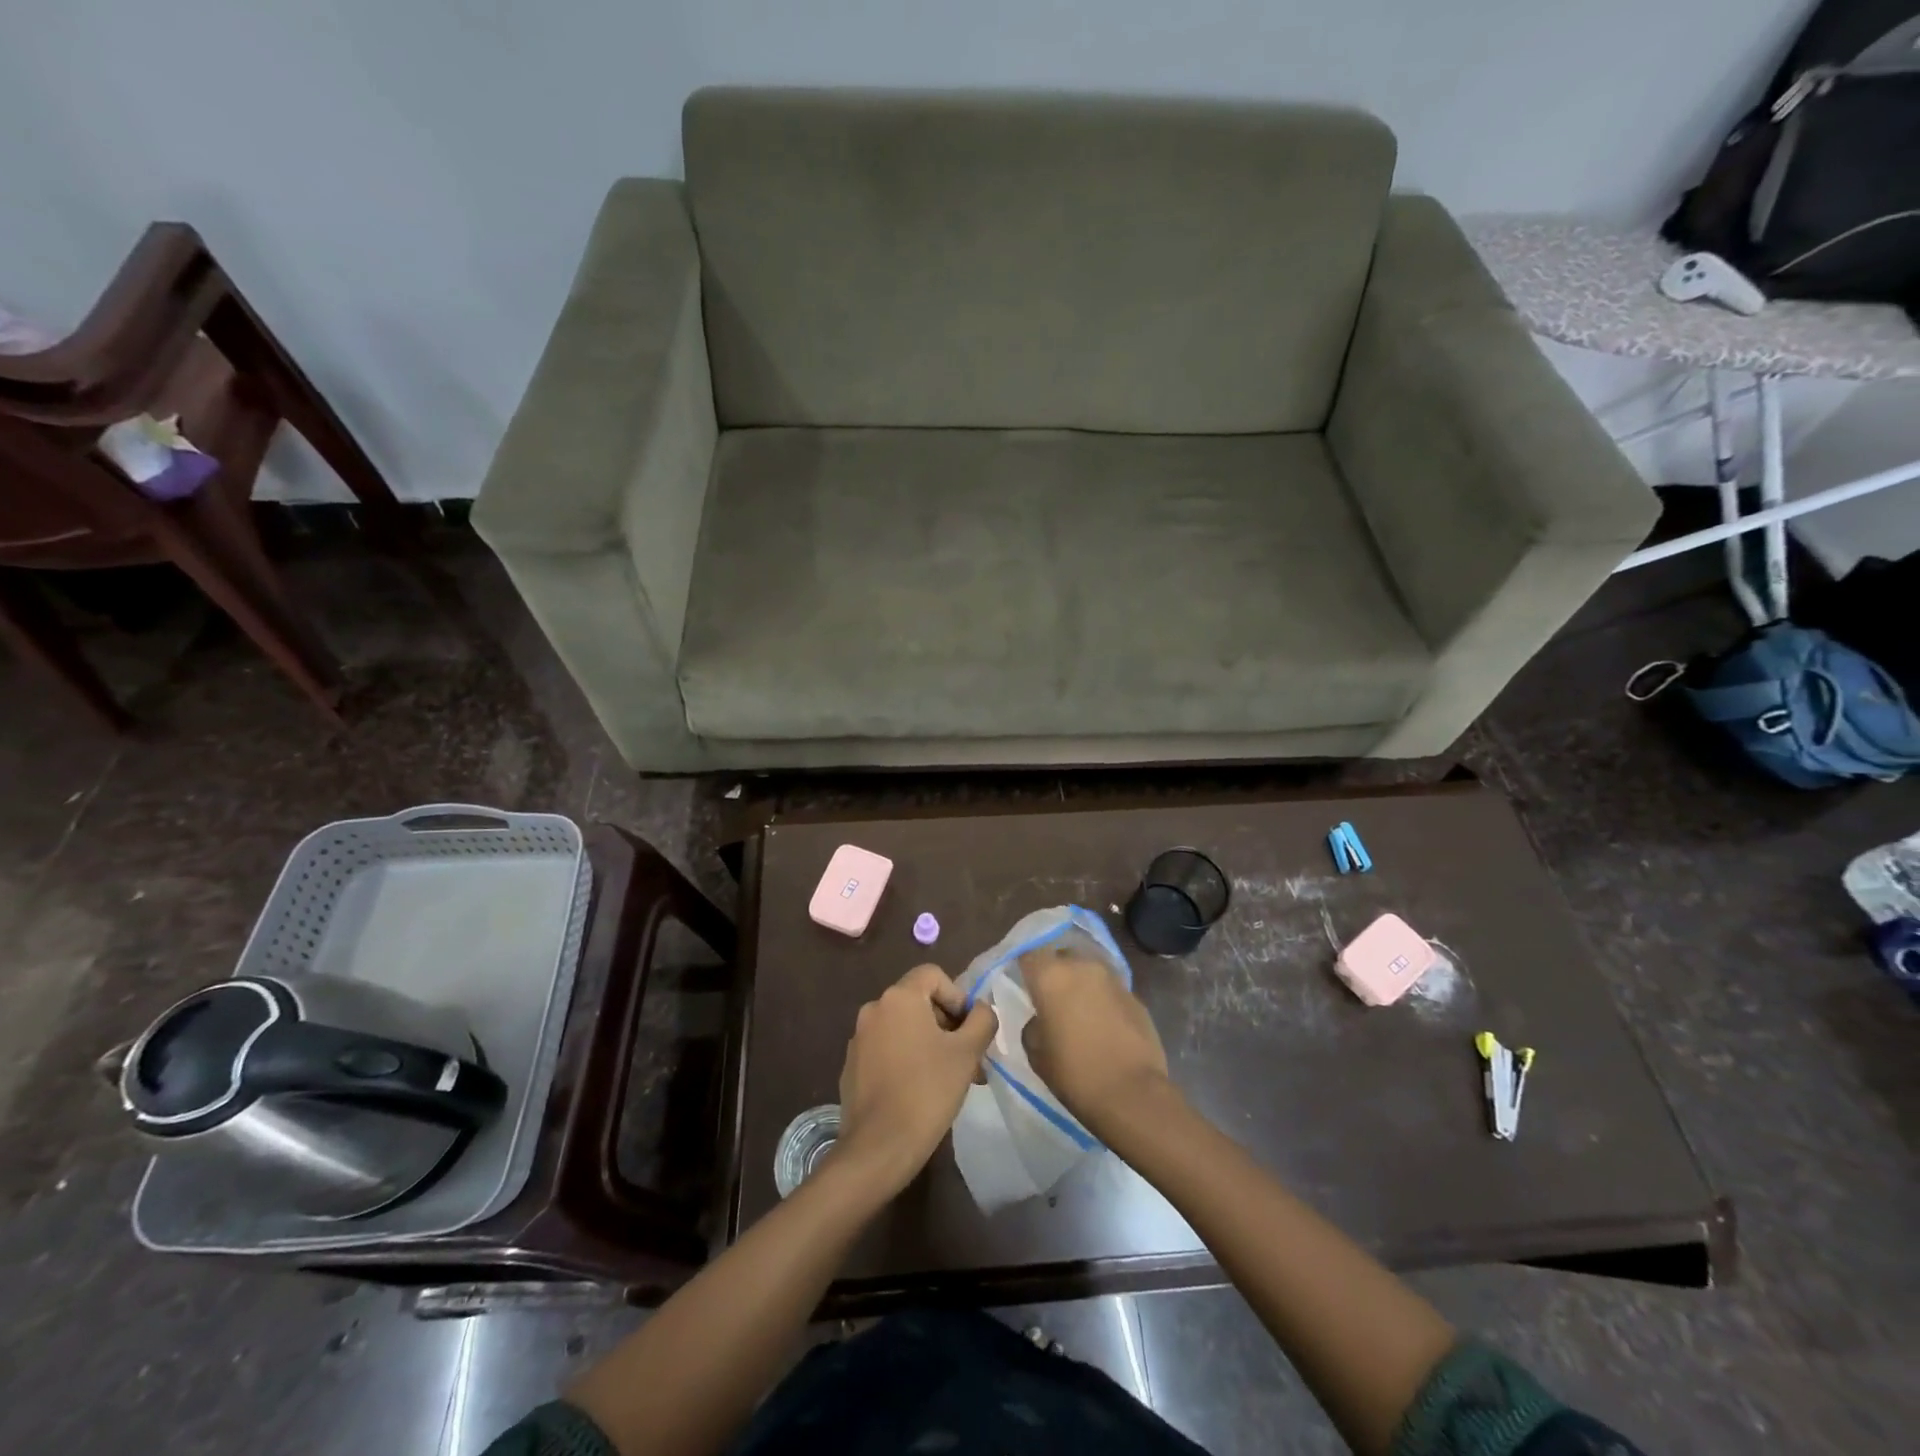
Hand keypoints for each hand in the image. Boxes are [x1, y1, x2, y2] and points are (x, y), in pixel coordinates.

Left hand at [834, 964, 996, 1196]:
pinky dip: (907, 1059)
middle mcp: (874, 1009)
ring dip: (930, 1043)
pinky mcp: (852, 1065)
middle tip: (968, 1058)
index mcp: (899, 998)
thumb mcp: (967, 1052)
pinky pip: (887, 1049)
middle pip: (919, 1001)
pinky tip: (921, 1091)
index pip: (933, 975)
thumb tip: (981, 1010)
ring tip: (950, 1078)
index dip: (958, 996)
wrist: (878, 1147)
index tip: (970, 1030)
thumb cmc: (927, 1091)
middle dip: (948, 1024)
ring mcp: (859, 1038)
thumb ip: (982, 1020)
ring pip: (904, 1027)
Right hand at [1019, 944, 1172, 1138]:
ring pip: (1088, 971)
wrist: (1132, 1094)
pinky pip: (1110, 990)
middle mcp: (1082, 966)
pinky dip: (1102, 1000)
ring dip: (1080, 984)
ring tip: (1078, 1012)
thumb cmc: (1074, 1073)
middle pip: (1062, 957)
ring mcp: (1113, 979)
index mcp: (1051, 975)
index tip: (1022, 984)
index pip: (1029, 953)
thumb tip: (1041, 1017)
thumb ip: (1033, 1024)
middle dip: (1055, 973)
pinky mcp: (1135, 996)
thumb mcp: (1035, 1052)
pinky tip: (1102, 1025)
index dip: (1024, 967)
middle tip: (1050, 999)